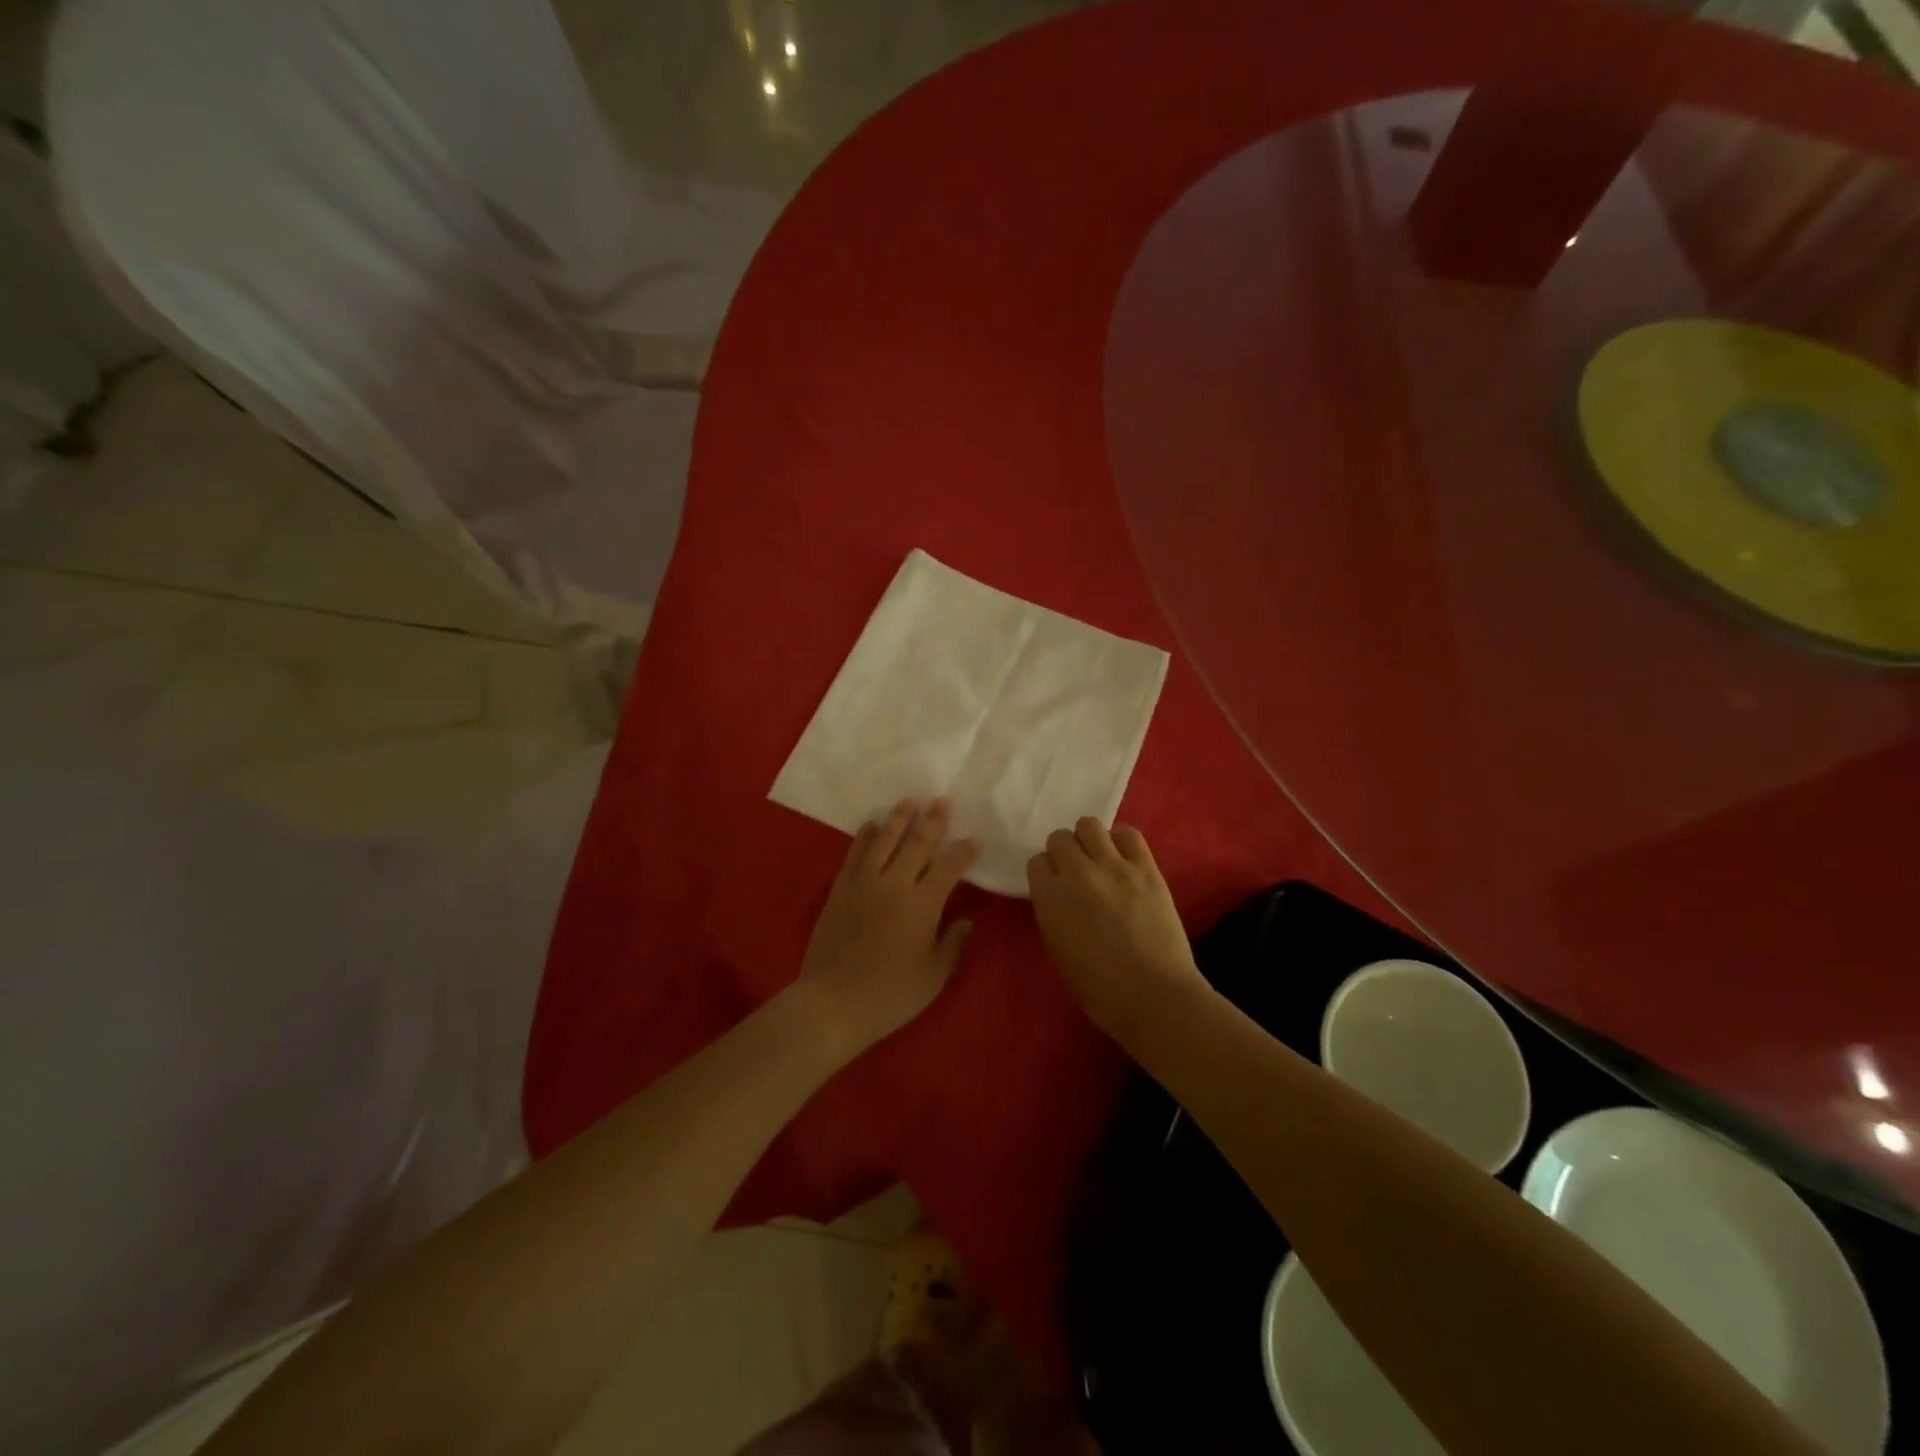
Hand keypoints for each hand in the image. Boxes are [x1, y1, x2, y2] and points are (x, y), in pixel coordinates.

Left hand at [795, 799, 979, 1054]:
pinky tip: (871, 825)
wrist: (832, 1002)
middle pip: (917, 844)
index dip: (964, 851)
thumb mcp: (933, 976)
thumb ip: (952, 944)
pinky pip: (855, 854)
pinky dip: (865, 836)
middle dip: (933, 821)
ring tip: (910, 800)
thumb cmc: (890, 995)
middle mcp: (895, 884)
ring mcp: (864, 883)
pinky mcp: (841, 889)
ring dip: (899, 819)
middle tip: (942, 799)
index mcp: (922, 905)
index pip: (949, 868)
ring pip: (885, 841)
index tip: (975, 837)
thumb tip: (966, 921)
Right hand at [1026, 818, 1206, 1040]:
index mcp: (1050, 898)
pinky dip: (1122, 842)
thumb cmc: (1099, 990)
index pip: (1037, 862)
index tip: (1055, 886)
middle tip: (1077, 872)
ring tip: (1100, 860)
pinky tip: (1124, 860)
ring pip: (1089, 825)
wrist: (1153, 996)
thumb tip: (1060, 896)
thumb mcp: (1058, 950)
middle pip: (1060, 838)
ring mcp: (1114, 866)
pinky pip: (1129, 834)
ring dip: (1089, 840)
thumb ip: (1053, 913)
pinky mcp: (1146, 868)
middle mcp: (1077, 873)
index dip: (1046, 873)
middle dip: (1064, 852)